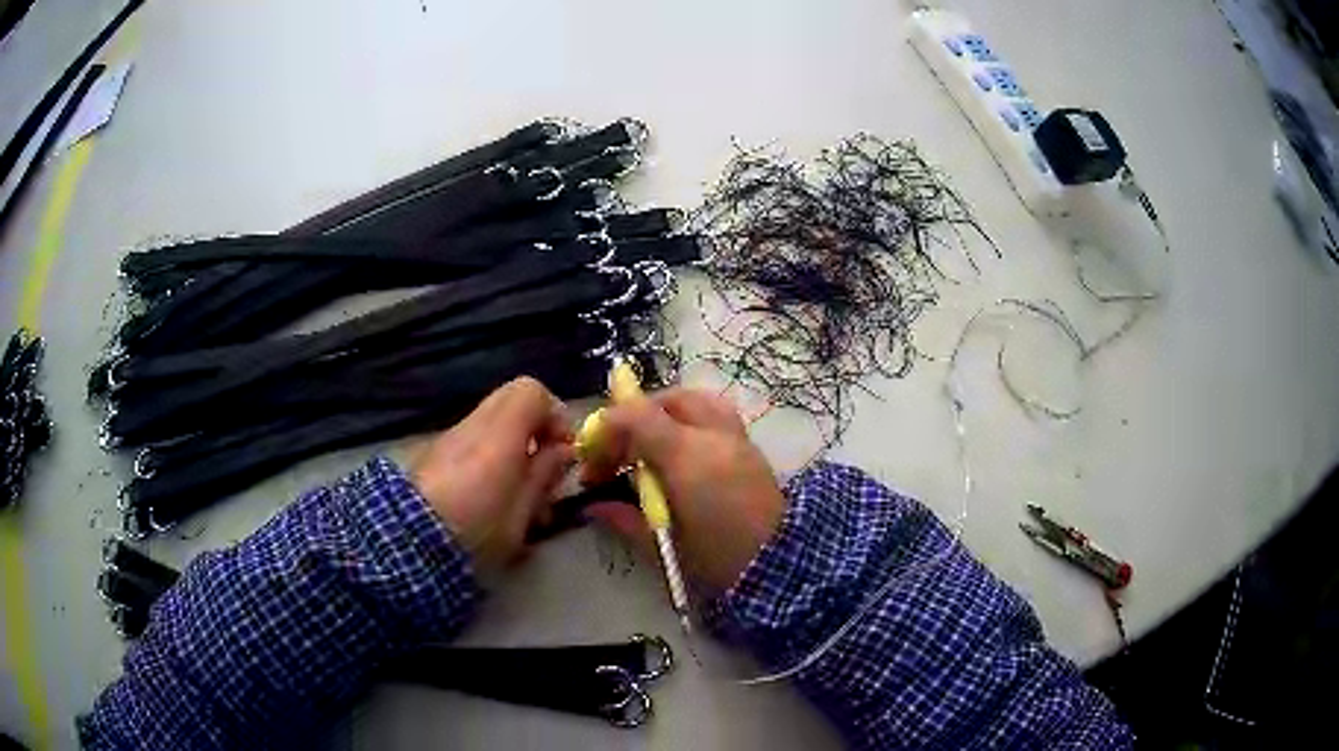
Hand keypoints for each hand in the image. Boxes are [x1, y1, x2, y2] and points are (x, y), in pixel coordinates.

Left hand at [411, 377, 573, 570]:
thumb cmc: (475, 530)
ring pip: (491, 421)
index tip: (563, 450)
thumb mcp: (521, 512)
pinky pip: (472, 439)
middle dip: (534, 426)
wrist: (407, 542)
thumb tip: (562, 450)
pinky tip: (489, 495)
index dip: (554, 414)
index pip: (531, 391)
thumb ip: (544, 475)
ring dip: (511, 443)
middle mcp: (473, 424)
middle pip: (510, 399)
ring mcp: (449, 437)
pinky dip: (489, 454)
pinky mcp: (433, 453)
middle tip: (544, 463)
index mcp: (499, 434)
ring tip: (518, 489)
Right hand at [581, 388, 785, 592]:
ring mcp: (736, 437)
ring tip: (648, 446)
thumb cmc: (716, 558)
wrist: (781, 566)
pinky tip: (681, 453)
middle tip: (618, 453)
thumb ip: (624, 517)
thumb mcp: (661, 543)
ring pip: (695, 400)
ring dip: (664, 414)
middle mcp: (712, 435)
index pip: (635, 416)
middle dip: (633, 418)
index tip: (591, 460)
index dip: (605, 429)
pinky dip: (690, 421)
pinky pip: (716, 414)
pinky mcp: (751, 447)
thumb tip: (593, 505)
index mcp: (686, 457)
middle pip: (665, 400)